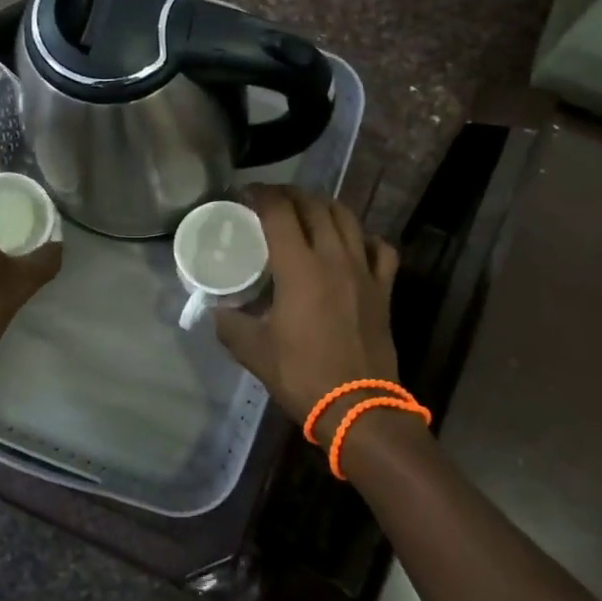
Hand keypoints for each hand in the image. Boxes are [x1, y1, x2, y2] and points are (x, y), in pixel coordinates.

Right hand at [214, 186, 399, 427]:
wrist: (358, 407)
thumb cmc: (302, 375)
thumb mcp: (253, 351)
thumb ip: (230, 324)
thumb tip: (217, 310)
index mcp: (299, 268)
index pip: (279, 212)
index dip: (261, 195)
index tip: (246, 193)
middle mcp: (334, 258)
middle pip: (315, 207)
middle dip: (291, 195)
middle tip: (272, 200)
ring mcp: (364, 271)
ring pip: (348, 219)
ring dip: (325, 207)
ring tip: (309, 211)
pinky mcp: (384, 289)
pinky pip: (380, 249)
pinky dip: (364, 237)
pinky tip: (353, 244)